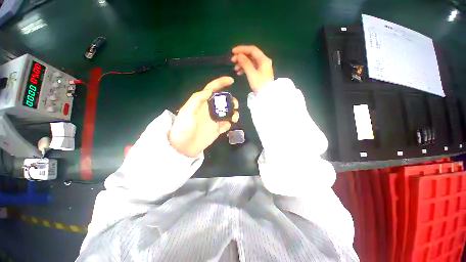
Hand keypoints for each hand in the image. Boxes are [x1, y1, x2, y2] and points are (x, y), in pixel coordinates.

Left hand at [168, 76, 239, 156]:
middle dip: (231, 101)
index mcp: (202, 103)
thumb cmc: (183, 128)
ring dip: (233, 113)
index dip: (221, 83)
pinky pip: (226, 125)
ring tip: (234, 117)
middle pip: (223, 101)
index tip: (231, 81)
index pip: (212, 89)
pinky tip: (226, 126)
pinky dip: (229, 124)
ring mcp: (213, 120)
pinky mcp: (216, 130)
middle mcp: (209, 110)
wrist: (183, 147)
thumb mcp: (187, 112)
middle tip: (235, 105)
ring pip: (227, 113)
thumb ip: (197, 100)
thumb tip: (209, 90)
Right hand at [231, 45, 273, 92]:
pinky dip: (245, 69)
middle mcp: (263, 61)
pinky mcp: (260, 73)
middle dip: (241, 57)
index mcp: (263, 59)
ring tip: (235, 69)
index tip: (233, 51)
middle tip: (232, 61)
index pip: (252, 50)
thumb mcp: (252, 74)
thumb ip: (245, 63)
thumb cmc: (259, 84)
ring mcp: (262, 67)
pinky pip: (251, 67)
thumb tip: (239, 55)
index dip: (242, 49)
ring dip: (242, 64)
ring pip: (250, 62)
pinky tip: (239, 73)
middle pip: (251, 55)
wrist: (266, 96)